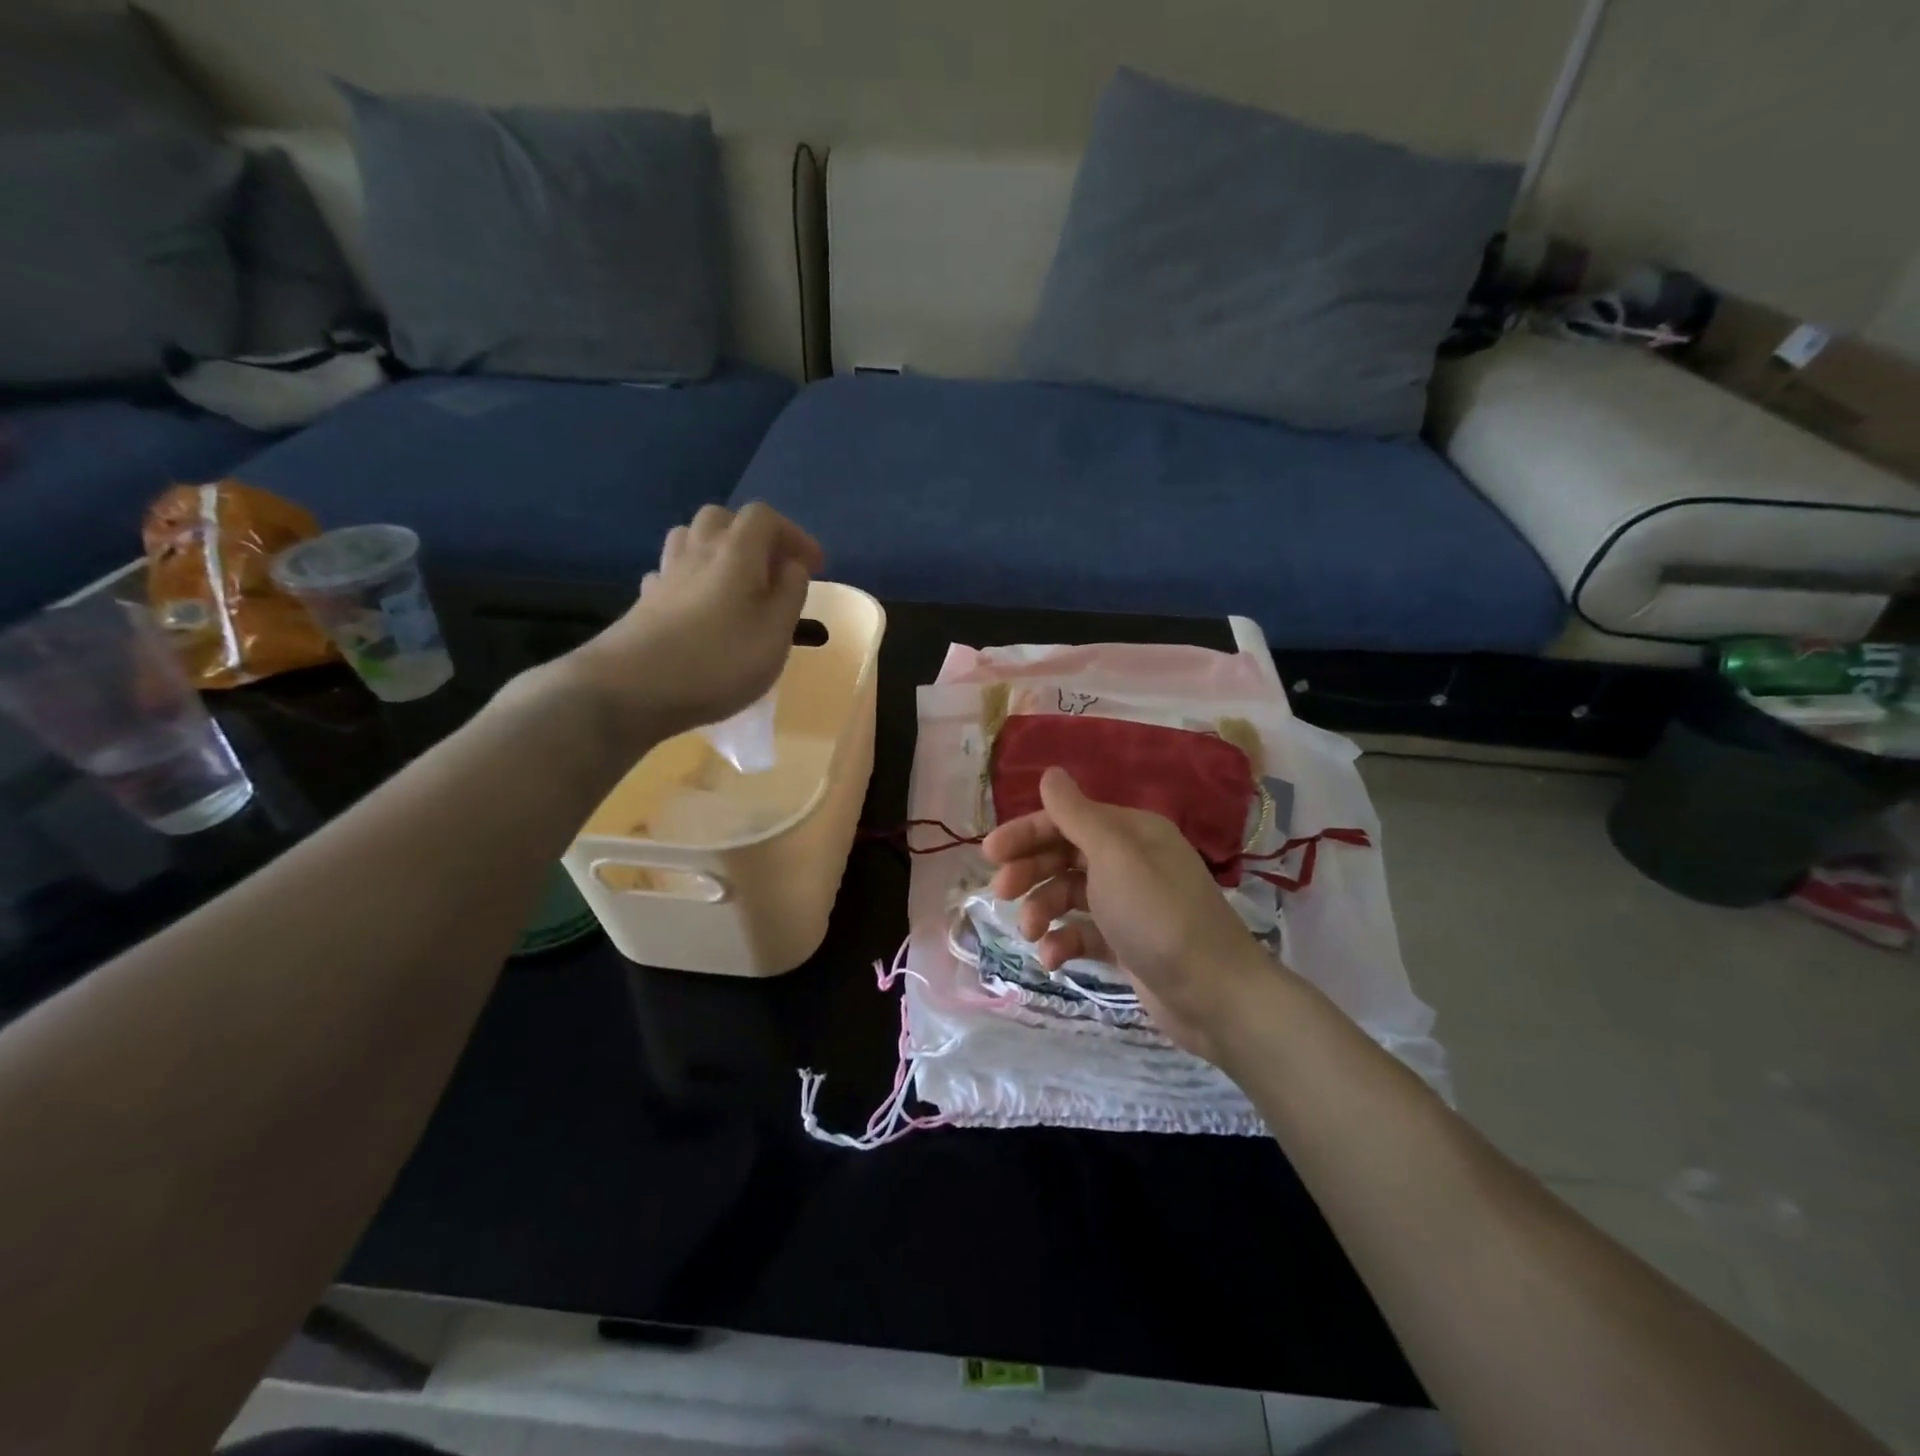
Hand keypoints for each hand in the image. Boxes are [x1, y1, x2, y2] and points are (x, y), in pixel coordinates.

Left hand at [566, 503, 822, 741]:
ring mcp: (666, 575)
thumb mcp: (775, 633)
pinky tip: (697, 606)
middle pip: (722, 519)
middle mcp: (698, 552)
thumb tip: (791, 565)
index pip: (764, 517)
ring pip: (690, 539)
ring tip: (736, 584)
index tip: (813, 565)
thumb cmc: (719, 661)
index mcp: (736, 553)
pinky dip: (690, 579)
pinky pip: (670, 573)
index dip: (793, 534)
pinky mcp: (644, 602)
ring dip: (717, 552)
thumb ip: (790, 594)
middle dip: (752, 536)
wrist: (631, 689)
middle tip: (772, 570)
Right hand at [981, 767, 1283, 1064]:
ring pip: (1069, 894)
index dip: (1027, 832)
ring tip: (1030, 932)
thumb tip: (1051, 773)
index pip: (1068, 818)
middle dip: (1030, 870)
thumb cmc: (1158, 915)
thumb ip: (1076, 814)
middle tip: (1001, 892)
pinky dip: (1063, 941)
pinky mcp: (1126, 944)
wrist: (1215, 995)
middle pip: (1065, 854)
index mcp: (1130, 832)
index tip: (990, 853)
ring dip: (1043, 908)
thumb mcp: (1114, 856)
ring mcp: (1128, 904)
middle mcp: (1129, 861)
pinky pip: (1083, 932)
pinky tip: (1052, 958)